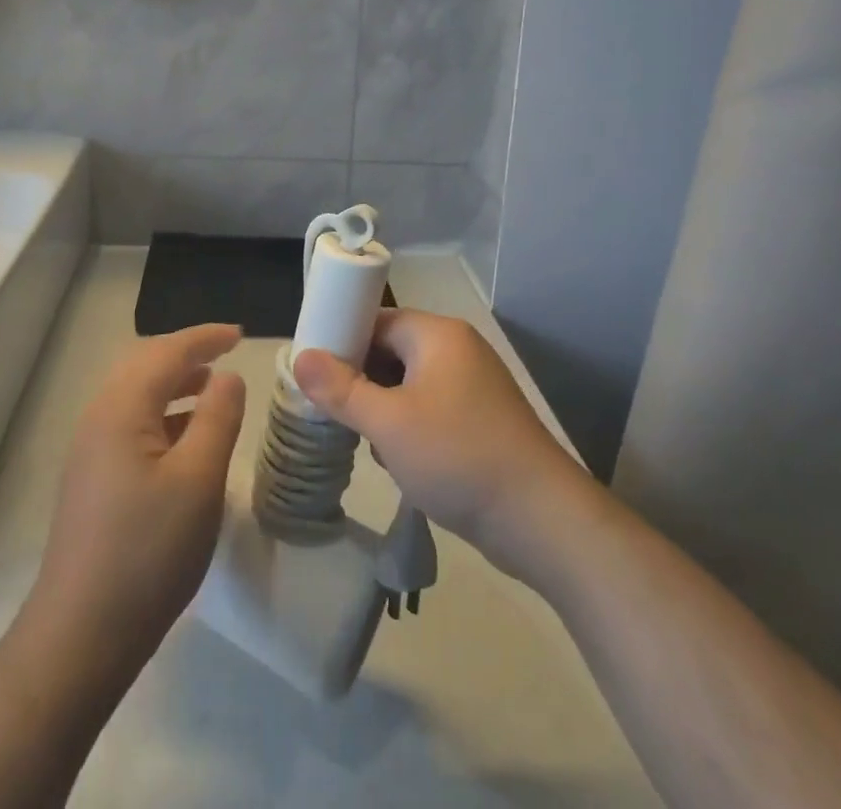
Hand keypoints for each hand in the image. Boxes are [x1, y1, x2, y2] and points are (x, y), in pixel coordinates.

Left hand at [26, 324, 247, 673]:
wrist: (81, 635)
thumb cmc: (148, 551)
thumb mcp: (198, 480)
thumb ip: (218, 418)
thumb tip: (227, 377)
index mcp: (121, 409)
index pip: (167, 352)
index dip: (205, 337)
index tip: (241, 334)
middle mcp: (99, 418)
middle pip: (145, 365)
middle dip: (187, 353)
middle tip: (227, 353)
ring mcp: (91, 450)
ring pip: (137, 395)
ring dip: (175, 383)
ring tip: (213, 389)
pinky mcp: (92, 478)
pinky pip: (132, 423)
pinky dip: (163, 414)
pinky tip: (186, 437)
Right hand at [292, 311, 585, 575]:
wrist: (542, 520)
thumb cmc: (458, 457)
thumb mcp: (388, 424)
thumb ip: (340, 389)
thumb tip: (299, 357)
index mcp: (438, 335)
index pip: (376, 320)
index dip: (342, 342)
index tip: (314, 374)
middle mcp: (458, 349)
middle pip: (391, 352)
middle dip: (362, 383)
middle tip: (337, 415)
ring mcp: (474, 386)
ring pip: (408, 385)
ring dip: (384, 411)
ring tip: (370, 445)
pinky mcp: (482, 420)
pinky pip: (431, 409)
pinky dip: (410, 428)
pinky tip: (402, 464)